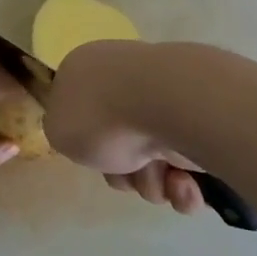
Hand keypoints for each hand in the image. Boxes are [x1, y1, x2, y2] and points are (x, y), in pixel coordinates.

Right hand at [44, 40, 205, 215]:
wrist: (168, 103)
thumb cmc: (102, 114)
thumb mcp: (57, 128)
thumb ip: (62, 132)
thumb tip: (87, 135)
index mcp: (88, 70)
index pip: (80, 110)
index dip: (83, 141)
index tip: (88, 153)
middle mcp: (126, 80)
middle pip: (116, 145)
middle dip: (122, 172)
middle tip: (126, 172)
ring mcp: (165, 98)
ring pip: (151, 164)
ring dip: (151, 182)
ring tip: (160, 177)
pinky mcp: (199, 121)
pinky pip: (185, 169)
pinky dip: (183, 186)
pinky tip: (183, 182)